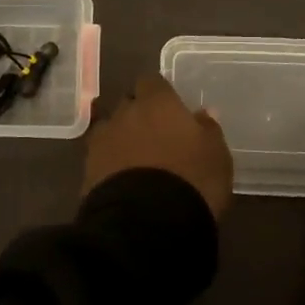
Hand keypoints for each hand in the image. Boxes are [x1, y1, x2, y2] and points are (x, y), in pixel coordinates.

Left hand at [84, 74, 234, 219]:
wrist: (147, 223)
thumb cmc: (192, 180)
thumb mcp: (217, 155)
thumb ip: (208, 129)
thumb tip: (202, 114)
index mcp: (157, 103)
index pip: (151, 81)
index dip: (159, 93)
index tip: (170, 108)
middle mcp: (126, 114)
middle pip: (128, 103)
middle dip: (138, 114)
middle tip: (156, 135)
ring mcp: (102, 141)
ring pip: (110, 129)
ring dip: (120, 138)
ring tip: (135, 159)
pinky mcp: (87, 170)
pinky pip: (99, 157)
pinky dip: (109, 163)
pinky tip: (121, 179)